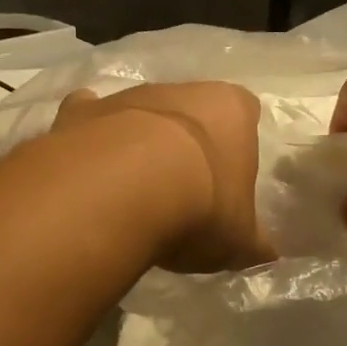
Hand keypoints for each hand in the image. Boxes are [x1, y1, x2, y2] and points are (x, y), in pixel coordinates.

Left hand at [52, 82, 272, 272]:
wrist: (119, 194)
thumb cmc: (198, 208)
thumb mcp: (238, 240)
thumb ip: (253, 243)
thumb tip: (267, 255)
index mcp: (231, 110)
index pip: (245, 113)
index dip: (237, 144)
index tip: (228, 177)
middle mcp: (180, 90)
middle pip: (189, 109)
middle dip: (186, 142)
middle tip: (181, 189)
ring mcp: (126, 96)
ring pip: (138, 113)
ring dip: (137, 141)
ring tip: (131, 190)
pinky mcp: (79, 112)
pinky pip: (86, 118)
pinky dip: (87, 137)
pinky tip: (86, 169)